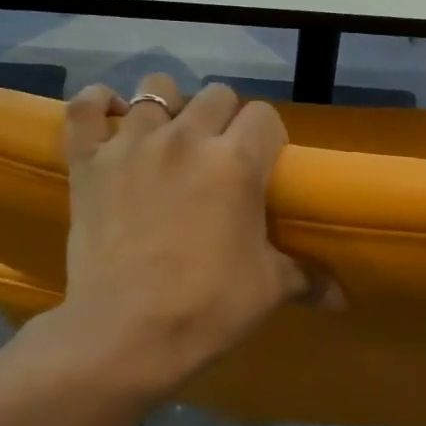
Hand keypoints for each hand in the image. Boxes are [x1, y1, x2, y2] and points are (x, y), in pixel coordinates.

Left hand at [49, 75, 336, 395]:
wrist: (125, 336)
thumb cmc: (206, 308)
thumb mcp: (267, 290)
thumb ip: (306, 279)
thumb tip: (341, 300)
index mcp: (236, 161)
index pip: (264, 116)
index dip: (267, 137)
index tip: (263, 165)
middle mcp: (186, 138)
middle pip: (216, 95)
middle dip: (225, 119)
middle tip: (220, 158)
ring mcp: (132, 145)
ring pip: (155, 89)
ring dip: (168, 108)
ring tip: (168, 140)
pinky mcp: (89, 162)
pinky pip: (85, 108)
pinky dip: (97, 105)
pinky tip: (110, 116)